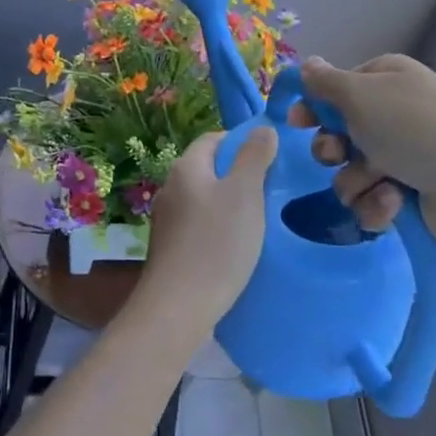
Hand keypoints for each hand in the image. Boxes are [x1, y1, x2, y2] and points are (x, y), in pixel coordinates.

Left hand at [137, 128, 277, 333]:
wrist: (179, 307)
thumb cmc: (216, 243)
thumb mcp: (245, 193)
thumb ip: (254, 157)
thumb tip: (262, 128)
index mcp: (186, 167)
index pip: (213, 139)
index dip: (241, 142)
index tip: (269, 159)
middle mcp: (170, 187)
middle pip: (207, 168)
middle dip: (236, 174)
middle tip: (268, 190)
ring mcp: (166, 219)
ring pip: (202, 198)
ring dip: (226, 203)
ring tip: (256, 220)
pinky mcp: (168, 248)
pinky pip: (197, 225)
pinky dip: (216, 227)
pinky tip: (233, 247)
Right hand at [290, 55, 435, 250]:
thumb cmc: (414, 128)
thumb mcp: (360, 94)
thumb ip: (325, 81)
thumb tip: (307, 63)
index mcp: (386, 80)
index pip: (338, 88)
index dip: (315, 105)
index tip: (297, 121)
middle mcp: (395, 115)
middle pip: (339, 132)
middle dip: (332, 148)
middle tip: (338, 154)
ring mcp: (405, 157)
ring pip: (350, 171)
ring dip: (355, 180)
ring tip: (379, 183)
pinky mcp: (412, 197)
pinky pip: (371, 201)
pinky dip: (377, 204)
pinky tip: (394, 203)